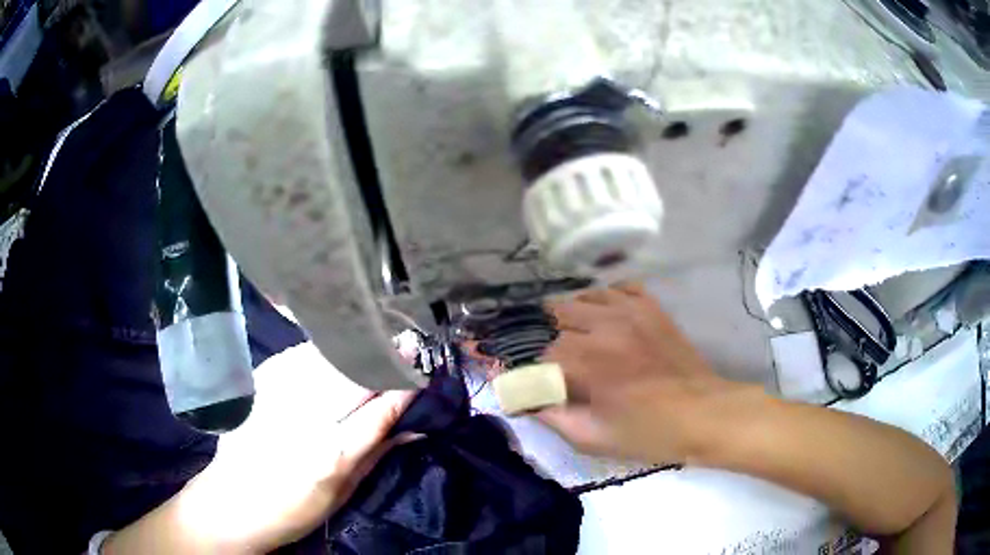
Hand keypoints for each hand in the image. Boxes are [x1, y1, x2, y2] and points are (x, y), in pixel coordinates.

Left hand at [105, 343, 415, 553]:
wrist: (232, 502)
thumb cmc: (293, 509)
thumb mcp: (343, 492)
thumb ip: (376, 453)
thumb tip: (413, 426)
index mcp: (330, 456)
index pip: (379, 411)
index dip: (404, 387)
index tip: (423, 370)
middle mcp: (304, 420)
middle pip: (353, 377)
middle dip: (384, 357)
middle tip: (407, 342)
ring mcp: (277, 395)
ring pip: (326, 358)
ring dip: (355, 346)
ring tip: (376, 336)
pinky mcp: (259, 383)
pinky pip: (299, 355)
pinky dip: (323, 350)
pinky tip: (334, 348)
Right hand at [537, 284, 742, 464]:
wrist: (703, 414)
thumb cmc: (648, 433)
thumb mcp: (592, 437)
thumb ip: (550, 416)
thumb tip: (520, 398)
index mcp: (588, 361)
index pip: (538, 352)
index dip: (529, 367)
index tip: (527, 377)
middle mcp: (605, 325)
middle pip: (554, 315)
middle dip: (545, 338)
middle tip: (553, 361)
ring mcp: (631, 310)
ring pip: (582, 297)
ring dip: (570, 317)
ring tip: (573, 338)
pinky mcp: (651, 307)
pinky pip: (617, 288)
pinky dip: (603, 300)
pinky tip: (604, 318)